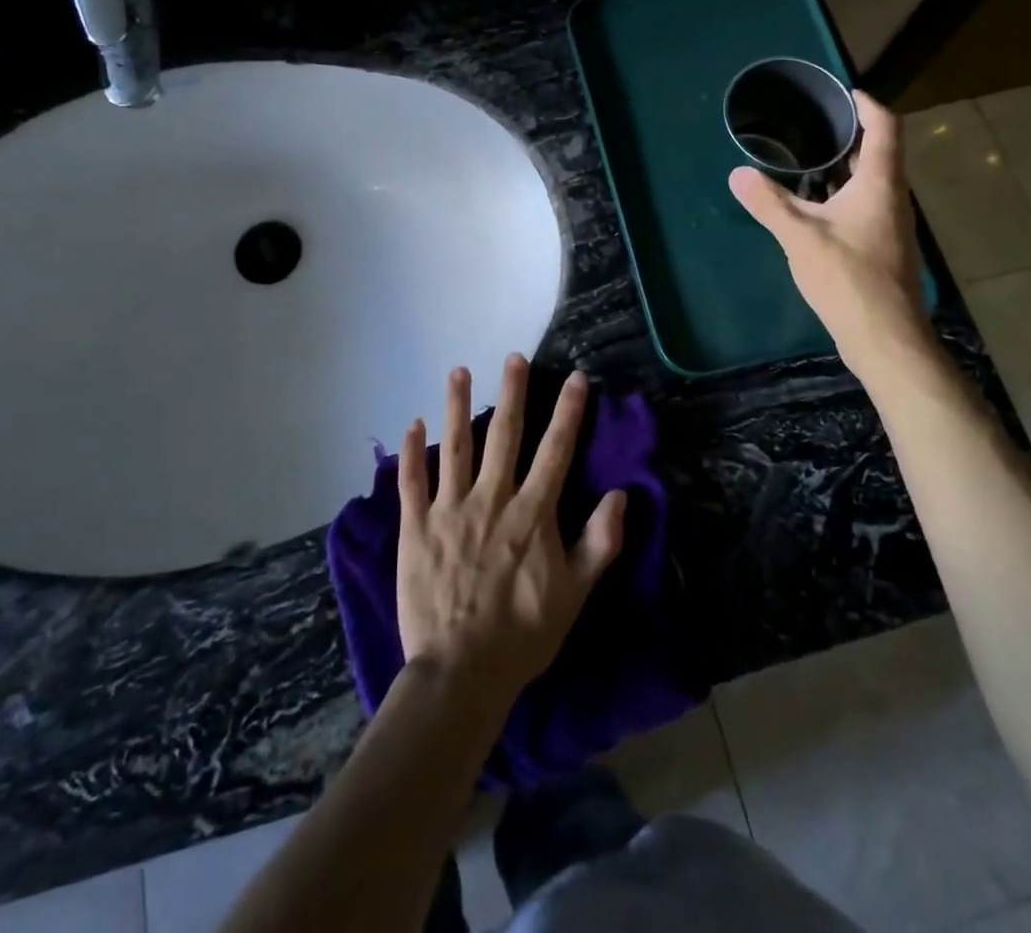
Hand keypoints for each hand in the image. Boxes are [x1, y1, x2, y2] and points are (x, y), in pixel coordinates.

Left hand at [397, 356, 626, 708]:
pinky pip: (411, 482)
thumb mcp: (574, 594)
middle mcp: (491, 499)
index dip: (568, 413)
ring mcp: (449, 510)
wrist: (460, 672)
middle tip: (514, 357)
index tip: (576, 379)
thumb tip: (619, 495)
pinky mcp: (416, 528)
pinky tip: (412, 424)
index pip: (555, 451)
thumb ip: (599, 542)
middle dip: (512, 393)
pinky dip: (410, 452)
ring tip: (458, 371)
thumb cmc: (522, 634)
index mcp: (531, 513)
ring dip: (456, 406)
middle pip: (504, 435)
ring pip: (454, 447)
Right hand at [729, 88, 933, 372]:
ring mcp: (890, 224)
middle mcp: (892, 197)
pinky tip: (813, 205)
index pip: (885, 127)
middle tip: (811, 124)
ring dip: (844, 166)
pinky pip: (864, 204)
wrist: (884, 336)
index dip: (867, 105)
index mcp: (880, 184)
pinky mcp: (882, 246)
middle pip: (879, 152)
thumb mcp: (799, 237)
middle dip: (849, 134)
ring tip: (805, 159)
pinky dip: (841, 193)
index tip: (841, 94)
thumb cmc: (848, 277)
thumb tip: (738, 173)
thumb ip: (768, 203)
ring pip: (871, 181)